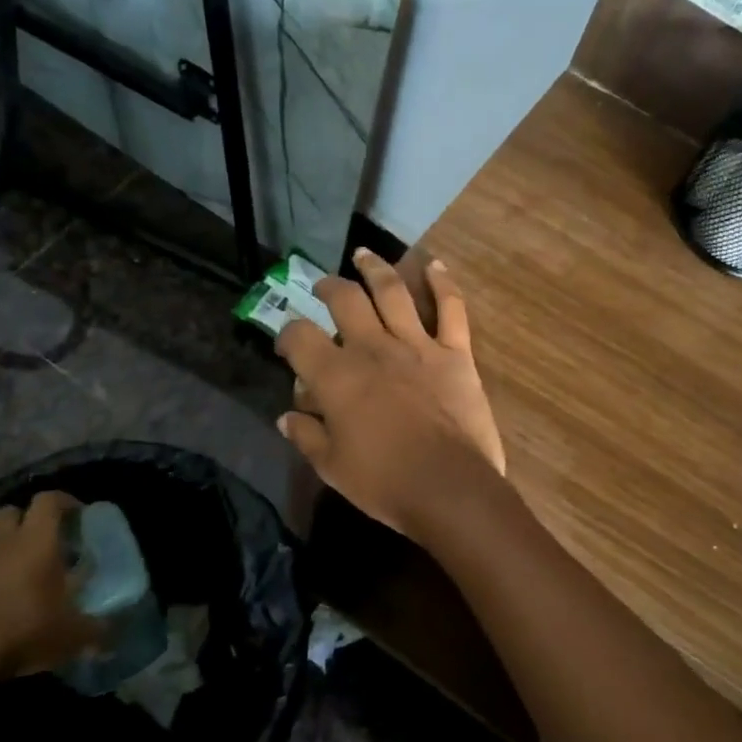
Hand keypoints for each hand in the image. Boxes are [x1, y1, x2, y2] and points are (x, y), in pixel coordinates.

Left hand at [0, 491, 102, 678]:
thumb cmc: (24, 630)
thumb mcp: (72, 634)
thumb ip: (95, 629)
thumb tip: (111, 636)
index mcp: (36, 540)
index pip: (48, 500)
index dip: (64, 502)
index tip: (76, 515)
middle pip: (6, 512)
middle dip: (20, 520)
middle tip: (36, 540)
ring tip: (1, 566)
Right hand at [277, 250, 505, 539]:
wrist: (449, 487)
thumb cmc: (384, 482)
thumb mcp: (332, 467)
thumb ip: (307, 436)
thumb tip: (286, 416)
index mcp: (337, 375)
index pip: (299, 337)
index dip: (288, 334)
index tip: (288, 343)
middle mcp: (373, 348)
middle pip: (345, 300)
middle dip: (328, 287)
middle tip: (323, 285)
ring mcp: (417, 345)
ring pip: (393, 291)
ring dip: (376, 268)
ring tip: (364, 255)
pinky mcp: (455, 352)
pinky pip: (451, 308)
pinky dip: (444, 283)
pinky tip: (436, 265)